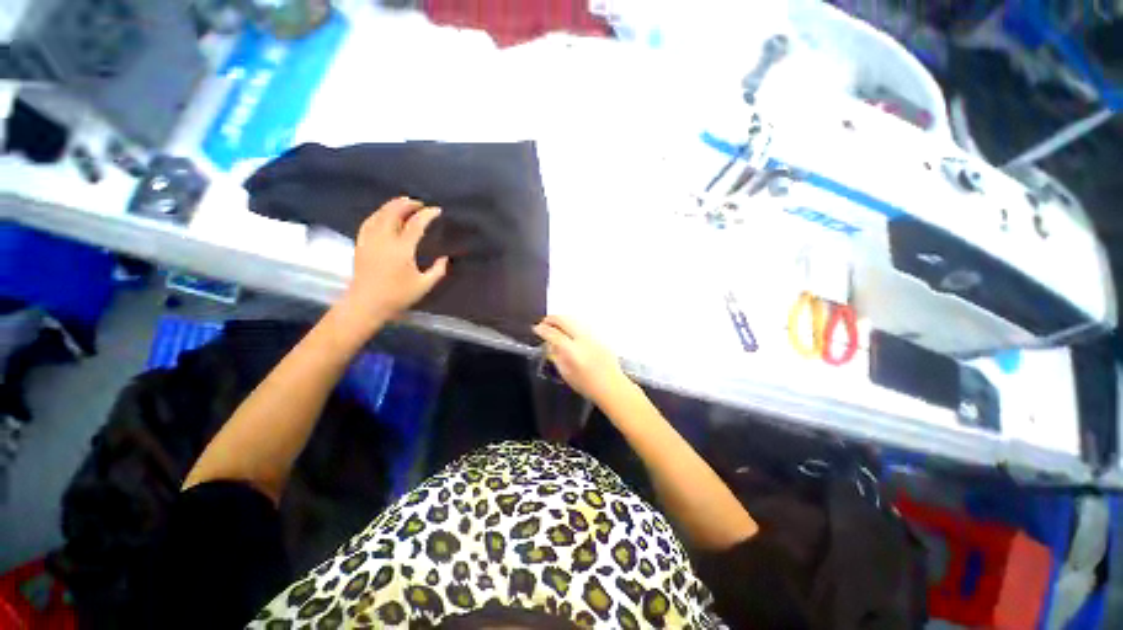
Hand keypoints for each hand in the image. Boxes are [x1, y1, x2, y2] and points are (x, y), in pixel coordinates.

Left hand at [341, 197, 448, 323]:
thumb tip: (445, 258)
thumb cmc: (397, 296)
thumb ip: (438, 271)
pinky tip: (383, 214)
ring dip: (392, 205)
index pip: (416, 224)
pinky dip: (378, 213)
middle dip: (407, 204)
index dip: (427, 214)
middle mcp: (384, 239)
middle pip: (394, 212)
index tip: (437, 210)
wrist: (366, 304)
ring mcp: (370, 240)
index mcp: (402, 249)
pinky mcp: (361, 243)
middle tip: (420, 203)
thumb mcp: (424, 285)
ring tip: (403, 203)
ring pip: (380, 214)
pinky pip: (369, 221)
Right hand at [533, 315, 629, 402]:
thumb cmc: (588, 384)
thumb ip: (556, 356)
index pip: (553, 334)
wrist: (611, 386)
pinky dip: (573, 323)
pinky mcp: (599, 336)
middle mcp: (583, 339)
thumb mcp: (565, 373)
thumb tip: (549, 344)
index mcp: (572, 351)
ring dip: (562, 319)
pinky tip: (569, 329)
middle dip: (551, 319)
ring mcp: (593, 336)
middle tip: (544, 322)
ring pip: (574, 319)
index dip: (542, 329)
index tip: (536, 328)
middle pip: (564, 320)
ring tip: (555, 324)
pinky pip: (583, 324)